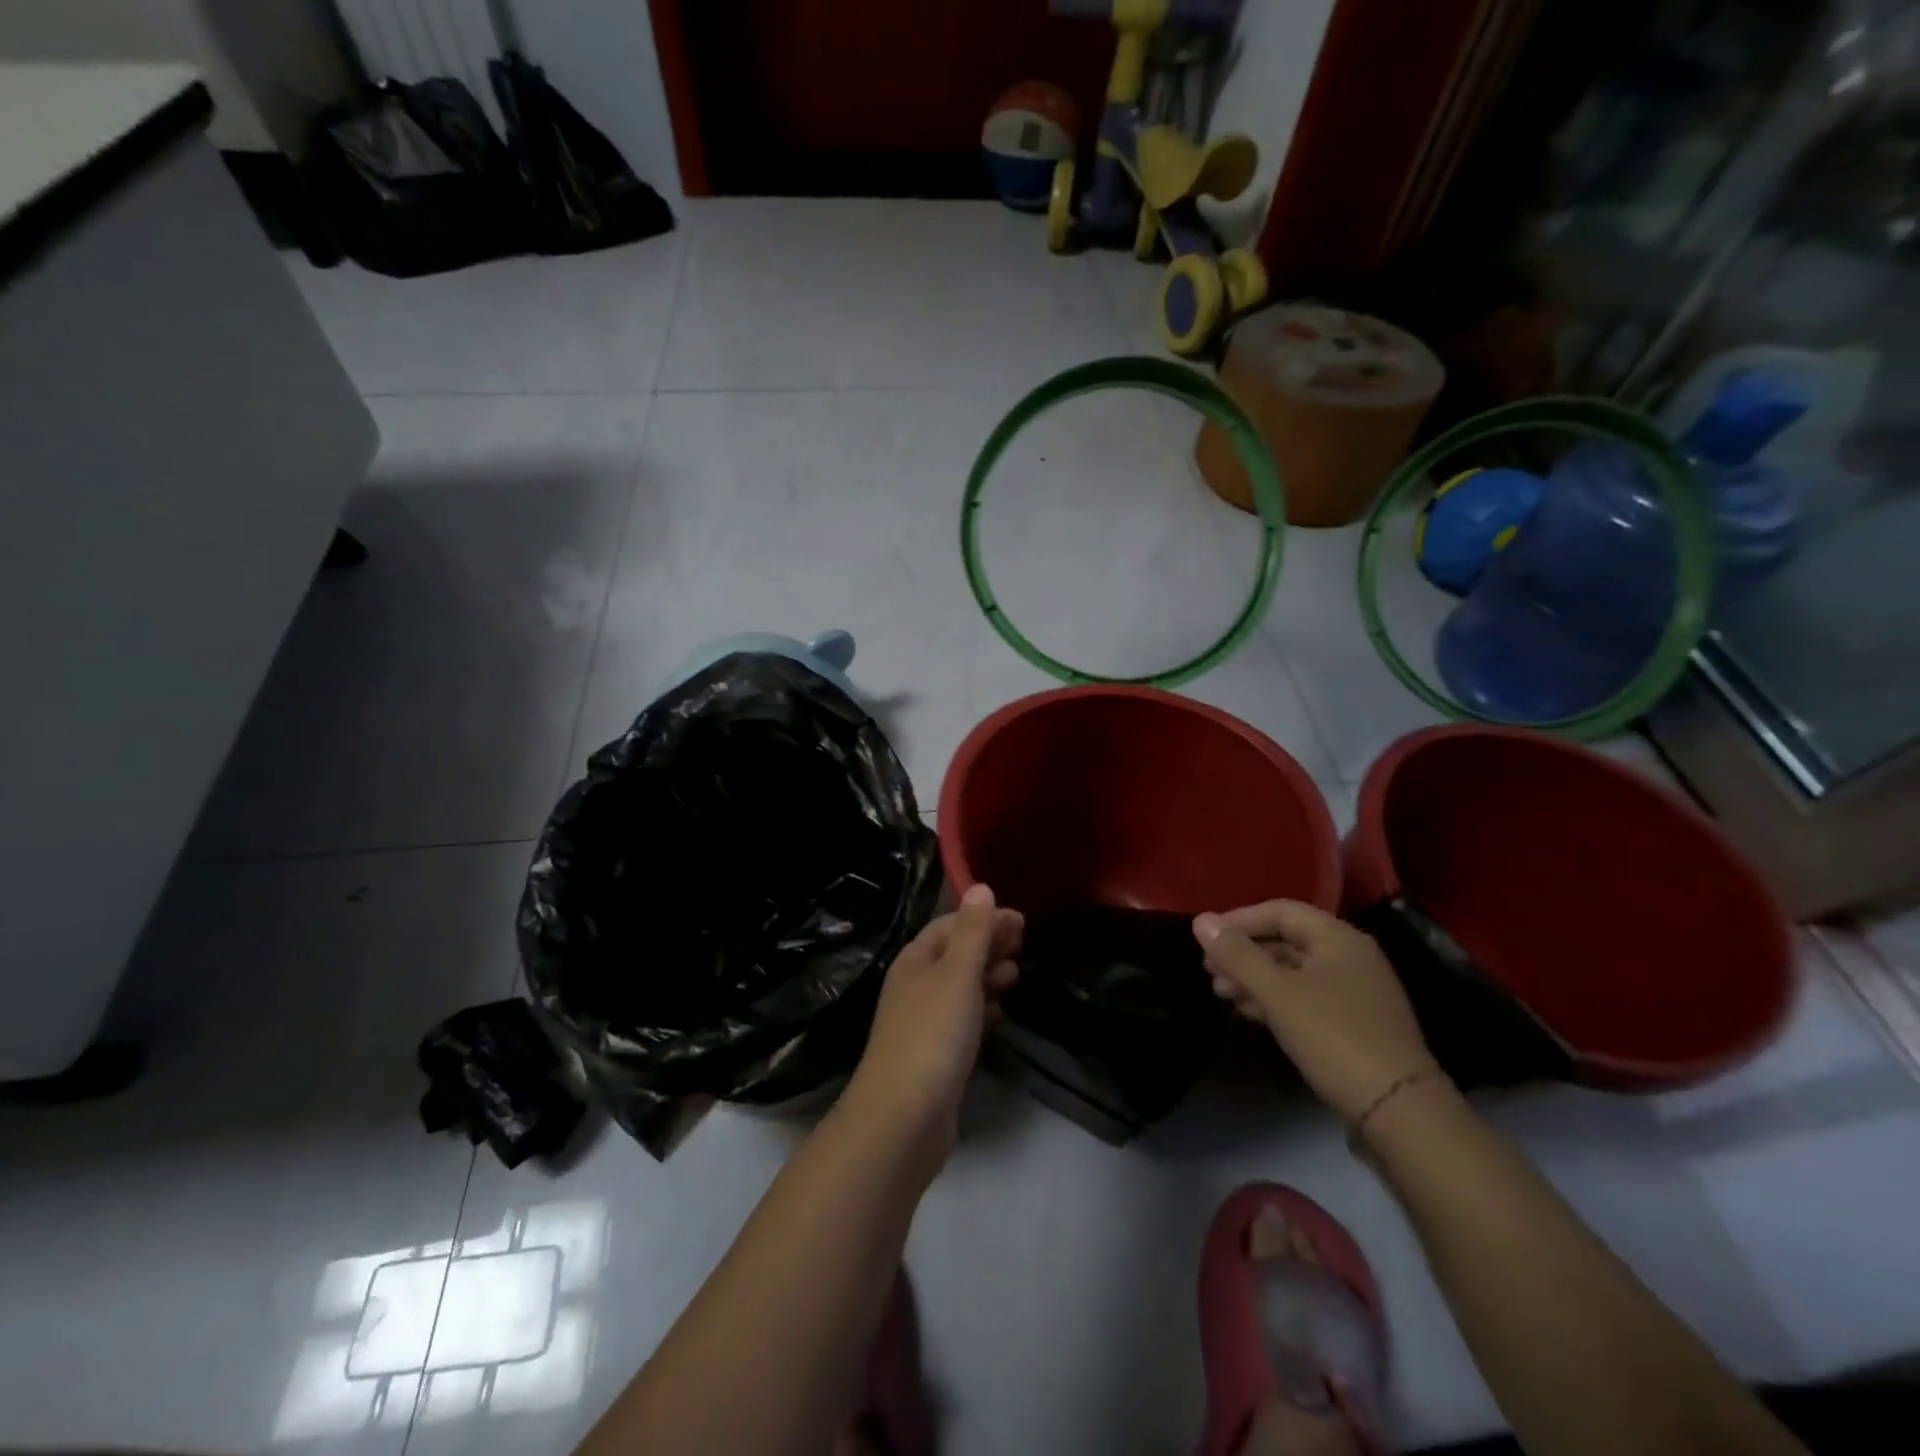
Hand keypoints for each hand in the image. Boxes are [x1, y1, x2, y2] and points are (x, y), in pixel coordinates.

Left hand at [848, 884, 1022, 1148]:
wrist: (904, 1116)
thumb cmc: (934, 1032)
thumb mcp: (958, 973)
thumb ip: (973, 931)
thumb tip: (980, 886)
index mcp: (916, 960)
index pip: (951, 925)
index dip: (984, 919)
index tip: (1021, 922)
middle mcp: (915, 985)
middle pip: (954, 954)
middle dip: (988, 946)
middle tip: (1023, 946)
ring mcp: (922, 1022)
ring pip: (959, 988)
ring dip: (987, 977)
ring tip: (1015, 977)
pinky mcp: (934, 1054)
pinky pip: (961, 1020)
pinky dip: (981, 1010)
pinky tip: (998, 1015)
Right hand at [1193, 900, 1442, 1122]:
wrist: (1398, 1112)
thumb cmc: (1335, 1039)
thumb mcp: (1278, 994)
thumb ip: (1238, 955)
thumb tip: (1200, 920)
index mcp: (1338, 939)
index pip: (1281, 911)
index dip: (1240, 919)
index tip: (1205, 937)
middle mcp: (1349, 957)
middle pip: (1286, 940)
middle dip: (1244, 952)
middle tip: (1208, 969)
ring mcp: (1354, 992)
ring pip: (1292, 971)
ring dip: (1254, 977)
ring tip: (1221, 992)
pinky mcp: (1352, 1023)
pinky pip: (1303, 996)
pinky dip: (1273, 999)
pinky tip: (1248, 1011)